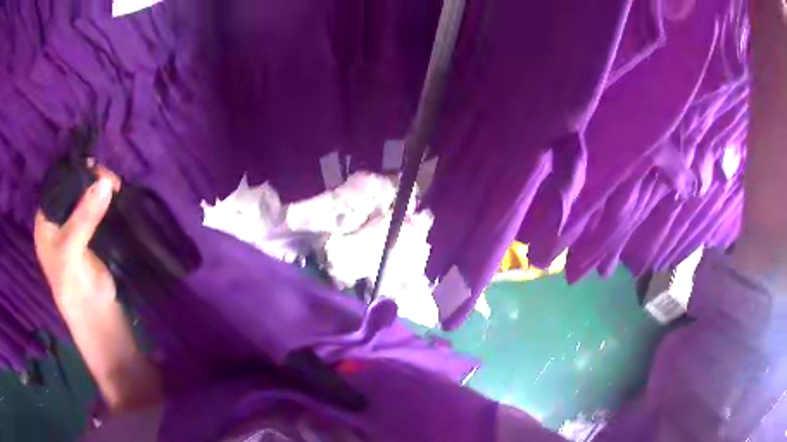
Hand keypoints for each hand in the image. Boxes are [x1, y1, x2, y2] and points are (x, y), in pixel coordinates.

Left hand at [34, 167, 120, 304]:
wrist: (96, 317)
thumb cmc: (74, 287)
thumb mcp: (71, 251)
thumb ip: (84, 217)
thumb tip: (105, 182)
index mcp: (45, 221)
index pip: (56, 184)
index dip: (73, 172)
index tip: (95, 167)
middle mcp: (57, 219)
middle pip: (71, 186)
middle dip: (89, 178)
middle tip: (110, 180)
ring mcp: (74, 226)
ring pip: (85, 195)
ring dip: (99, 188)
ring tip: (116, 187)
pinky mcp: (90, 232)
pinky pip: (96, 207)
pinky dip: (105, 199)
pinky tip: (115, 196)